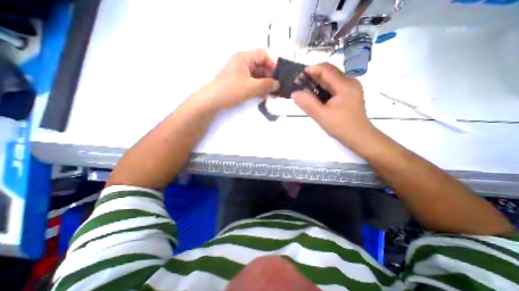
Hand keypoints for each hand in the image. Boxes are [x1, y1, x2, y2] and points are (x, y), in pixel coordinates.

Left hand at [202, 48, 279, 108]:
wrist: (213, 100)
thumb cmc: (231, 90)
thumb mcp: (250, 87)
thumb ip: (266, 85)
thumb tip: (278, 84)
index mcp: (244, 58)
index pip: (264, 54)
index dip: (273, 63)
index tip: (279, 76)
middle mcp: (243, 63)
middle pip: (261, 65)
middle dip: (270, 76)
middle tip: (277, 87)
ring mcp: (241, 72)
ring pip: (258, 75)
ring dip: (265, 84)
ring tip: (272, 93)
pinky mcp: (240, 81)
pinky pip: (253, 82)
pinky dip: (259, 87)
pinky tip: (264, 95)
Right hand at [292, 64, 372, 149]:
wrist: (359, 136)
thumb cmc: (341, 126)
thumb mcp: (321, 115)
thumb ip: (308, 103)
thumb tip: (294, 93)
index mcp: (345, 86)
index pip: (327, 69)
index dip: (312, 69)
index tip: (299, 75)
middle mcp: (350, 82)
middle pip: (330, 72)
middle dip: (314, 75)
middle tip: (300, 83)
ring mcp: (351, 87)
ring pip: (332, 78)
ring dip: (318, 81)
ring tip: (306, 89)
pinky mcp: (350, 93)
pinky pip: (334, 85)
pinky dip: (324, 87)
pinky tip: (317, 95)